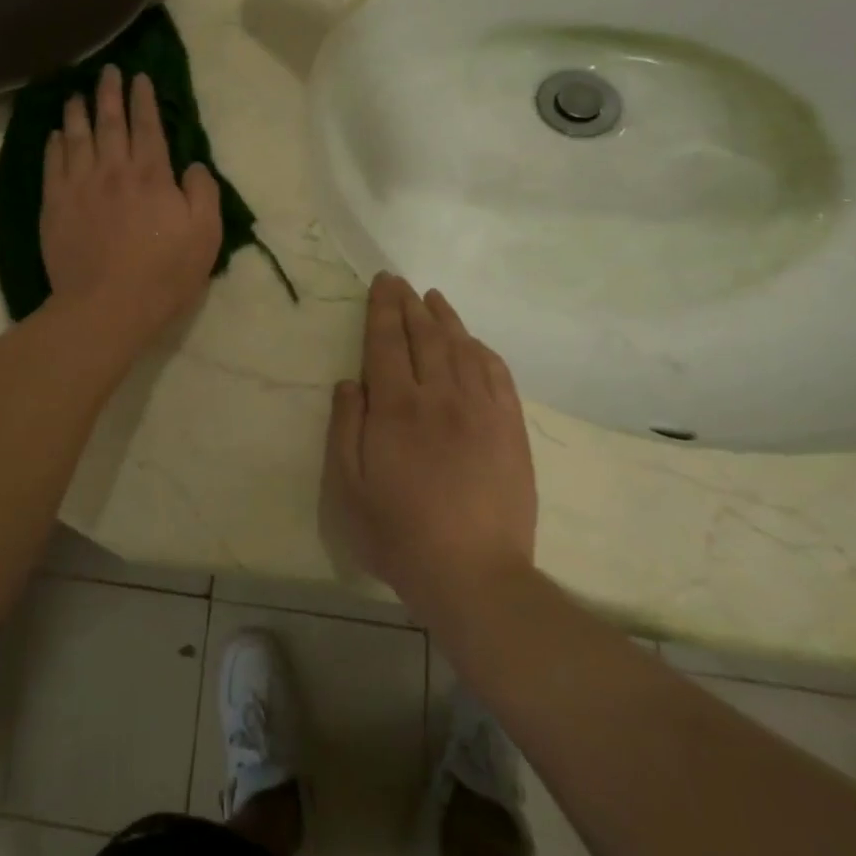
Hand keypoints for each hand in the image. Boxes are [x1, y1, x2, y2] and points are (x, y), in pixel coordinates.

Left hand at [41, 64, 223, 348]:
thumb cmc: (163, 274)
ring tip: (76, 95)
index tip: (140, 78)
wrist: (107, 306)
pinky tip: (54, 135)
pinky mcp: (55, 206)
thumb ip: (203, 193)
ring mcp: (79, 186)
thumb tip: (194, 165)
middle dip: (110, 93)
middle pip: (110, 122)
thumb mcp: (205, 235)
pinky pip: (53, 165)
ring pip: (77, 138)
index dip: (144, 99)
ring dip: (78, 113)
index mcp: (151, 175)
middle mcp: (113, 170)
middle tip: (107, 71)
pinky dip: (54, 146)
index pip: (148, 126)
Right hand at [323, 273, 536, 617]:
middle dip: (410, 305)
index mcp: (396, 407)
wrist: (472, 574)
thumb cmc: (397, 532)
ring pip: (462, 349)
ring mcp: (481, 411)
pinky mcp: (510, 430)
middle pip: (425, 337)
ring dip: (446, 319)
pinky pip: (497, 375)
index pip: (386, 342)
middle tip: (401, 282)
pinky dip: (482, 351)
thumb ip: (345, 427)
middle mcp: (439, 397)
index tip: (382, 281)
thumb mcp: (347, 486)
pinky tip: (474, 342)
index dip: (382, 308)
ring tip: (434, 299)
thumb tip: (349, 382)